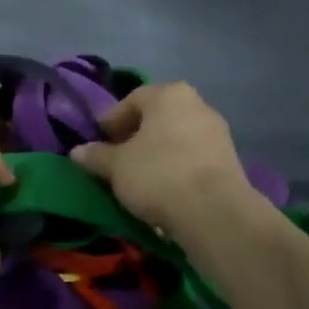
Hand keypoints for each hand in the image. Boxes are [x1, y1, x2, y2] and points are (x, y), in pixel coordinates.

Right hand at [70, 82, 253, 239]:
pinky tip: (164, 190)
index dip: (112, 121)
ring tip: (139, 179)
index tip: (99, 143)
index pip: (132, 100)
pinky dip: (176, 168)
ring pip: (176, 139)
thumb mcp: (116, 166)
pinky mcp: (230, 161)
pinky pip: (193, 158)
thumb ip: (96, 155)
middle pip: (157, 118)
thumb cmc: (158, 175)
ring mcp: (217, 133)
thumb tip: (77, 151)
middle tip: (117, 160)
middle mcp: (197, 105)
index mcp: (169, 95)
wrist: (214, 213)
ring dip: (156, 154)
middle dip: (135, 137)